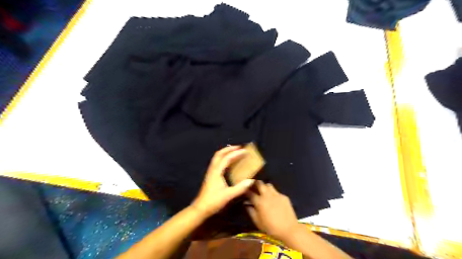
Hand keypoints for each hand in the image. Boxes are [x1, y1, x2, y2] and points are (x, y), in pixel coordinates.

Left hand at [191, 145, 256, 217]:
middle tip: (239, 147)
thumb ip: (240, 188)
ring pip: (217, 157)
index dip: (236, 153)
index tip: (245, 151)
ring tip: (234, 151)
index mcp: (216, 172)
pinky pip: (217, 162)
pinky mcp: (211, 175)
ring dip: (225, 152)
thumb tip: (251, 180)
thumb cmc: (214, 201)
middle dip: (229, 149)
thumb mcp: (228, 195)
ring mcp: (211, 172)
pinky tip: (229, 162)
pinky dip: (223, 157)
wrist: (200, 208)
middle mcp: (213, 169)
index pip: (227, 158)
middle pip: (219, 154)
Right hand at [245, 181, 298, 240]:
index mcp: (260, 202)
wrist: (289, 229)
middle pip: (260, 184)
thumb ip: (251, 212)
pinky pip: (277, 191)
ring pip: (268, 185)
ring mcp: (277, 195)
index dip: (246, 191)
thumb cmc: (271, 227)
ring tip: (264, 191)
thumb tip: (246, 204)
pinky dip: (273, 193)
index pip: (250, 193)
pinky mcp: (284, 196)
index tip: (244, 191)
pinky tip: (274, 199)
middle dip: (255, 183)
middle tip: (253, 186)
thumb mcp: (258, 222)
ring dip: (265, 186)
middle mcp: (267, 195)